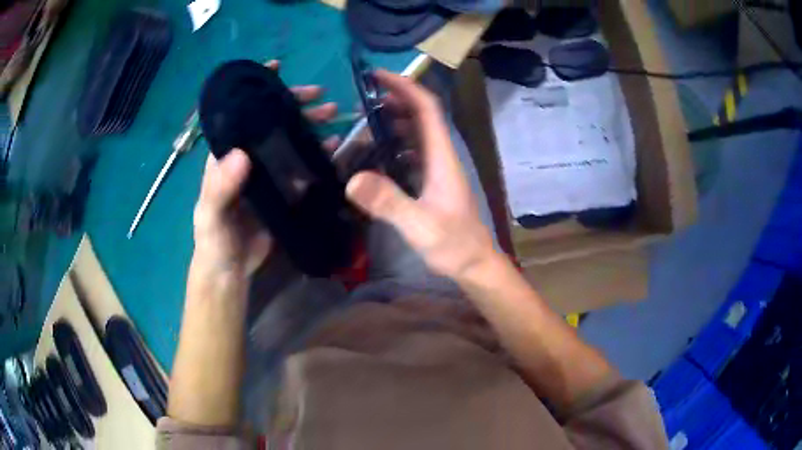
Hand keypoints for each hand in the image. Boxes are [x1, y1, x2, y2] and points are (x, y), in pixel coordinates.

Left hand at [192, 61, 340, 275]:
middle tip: (319, 95)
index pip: (241, 114)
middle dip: (293, 104)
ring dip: (310, 125)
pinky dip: (318, 153)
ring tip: (333, 115)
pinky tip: (335, 146)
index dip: (256, 90)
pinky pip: (302, 166)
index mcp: (225, 156)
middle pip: (271, 122)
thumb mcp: (211, 213)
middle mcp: (247, 158)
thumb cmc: (214, 239)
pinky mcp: (283, 191)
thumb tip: (242, 155)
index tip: (276, 68)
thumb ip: (220, 187)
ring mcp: (267, 173)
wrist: (231, 270)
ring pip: (289, 140)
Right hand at [345, 70, 496, 279]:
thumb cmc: (454, 245)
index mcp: (442, 157)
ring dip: (394, 120)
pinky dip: (395, 143)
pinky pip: (414, 152)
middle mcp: (442, 156)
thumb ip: (389, 203)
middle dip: (395, 99)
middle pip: (422, 115)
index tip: (378, 76)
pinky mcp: (433, 182)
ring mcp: (438, 169)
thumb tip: (352, 180)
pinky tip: (377, 151)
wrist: (475, 264)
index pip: (427, 109)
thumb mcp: (420, 226)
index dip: (405, 87)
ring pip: (418, 133)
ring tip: (364, 119)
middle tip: (362, 98)